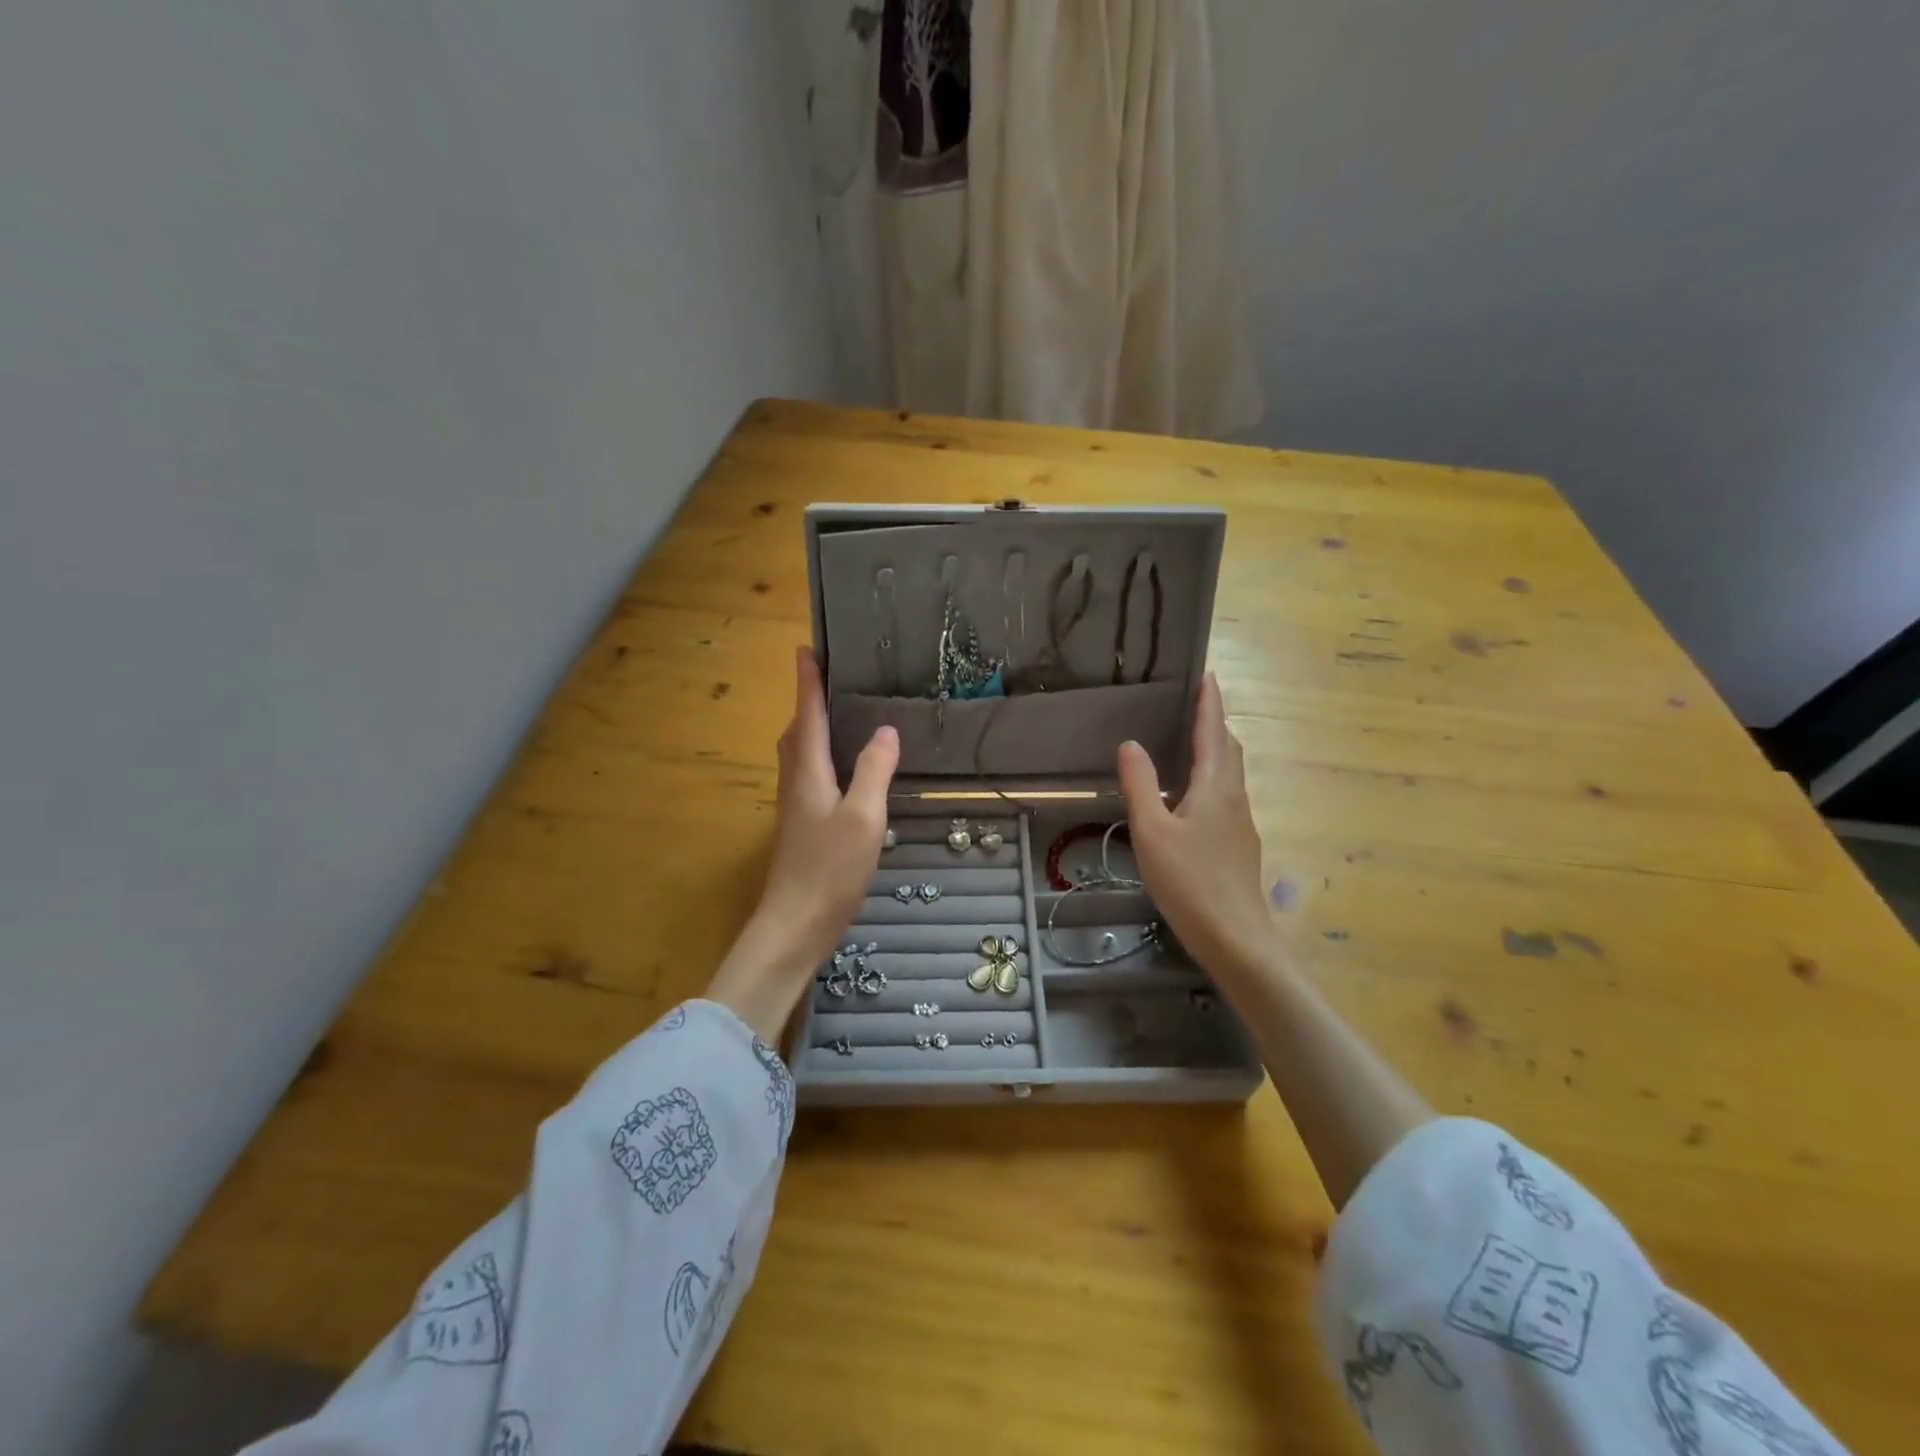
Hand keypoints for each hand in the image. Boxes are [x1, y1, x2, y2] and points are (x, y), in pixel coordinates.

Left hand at [705, 648, 898, 1041]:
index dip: (807, 682)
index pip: (808, 714)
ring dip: (813, 728)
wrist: (794, 924)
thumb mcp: (863, 817)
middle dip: (809, 701)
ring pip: (800, 754)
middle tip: (829, 679)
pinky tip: (842, 768)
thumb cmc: (829, 868)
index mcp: (808, 771)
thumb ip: (874, 771)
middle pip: (798, 731)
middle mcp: (795, 782)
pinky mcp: (801, 825)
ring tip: (838, 715)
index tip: (805, 649)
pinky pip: (808, 774)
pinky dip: (821, 756)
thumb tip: (885, 730)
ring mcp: (795, 805)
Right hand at [1117, 674, 1274, 981]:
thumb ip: (1141, 784)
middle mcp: (1235, 797)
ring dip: (1216, 748)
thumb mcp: (1152, 831)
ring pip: (1231, 773)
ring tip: (1191, 740)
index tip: (1207, 674)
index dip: (1209, 702)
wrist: (1235, 937)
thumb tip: (1131, 743)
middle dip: (1214, 722)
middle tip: (1195, 703)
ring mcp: (1241, 822)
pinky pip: (1227, 794)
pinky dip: (1213, 776)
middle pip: (1229, 749)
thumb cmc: (1190, 881)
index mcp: (1215, 786)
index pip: (1213, 732)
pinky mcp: (1239, 844)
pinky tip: (1192, 794)